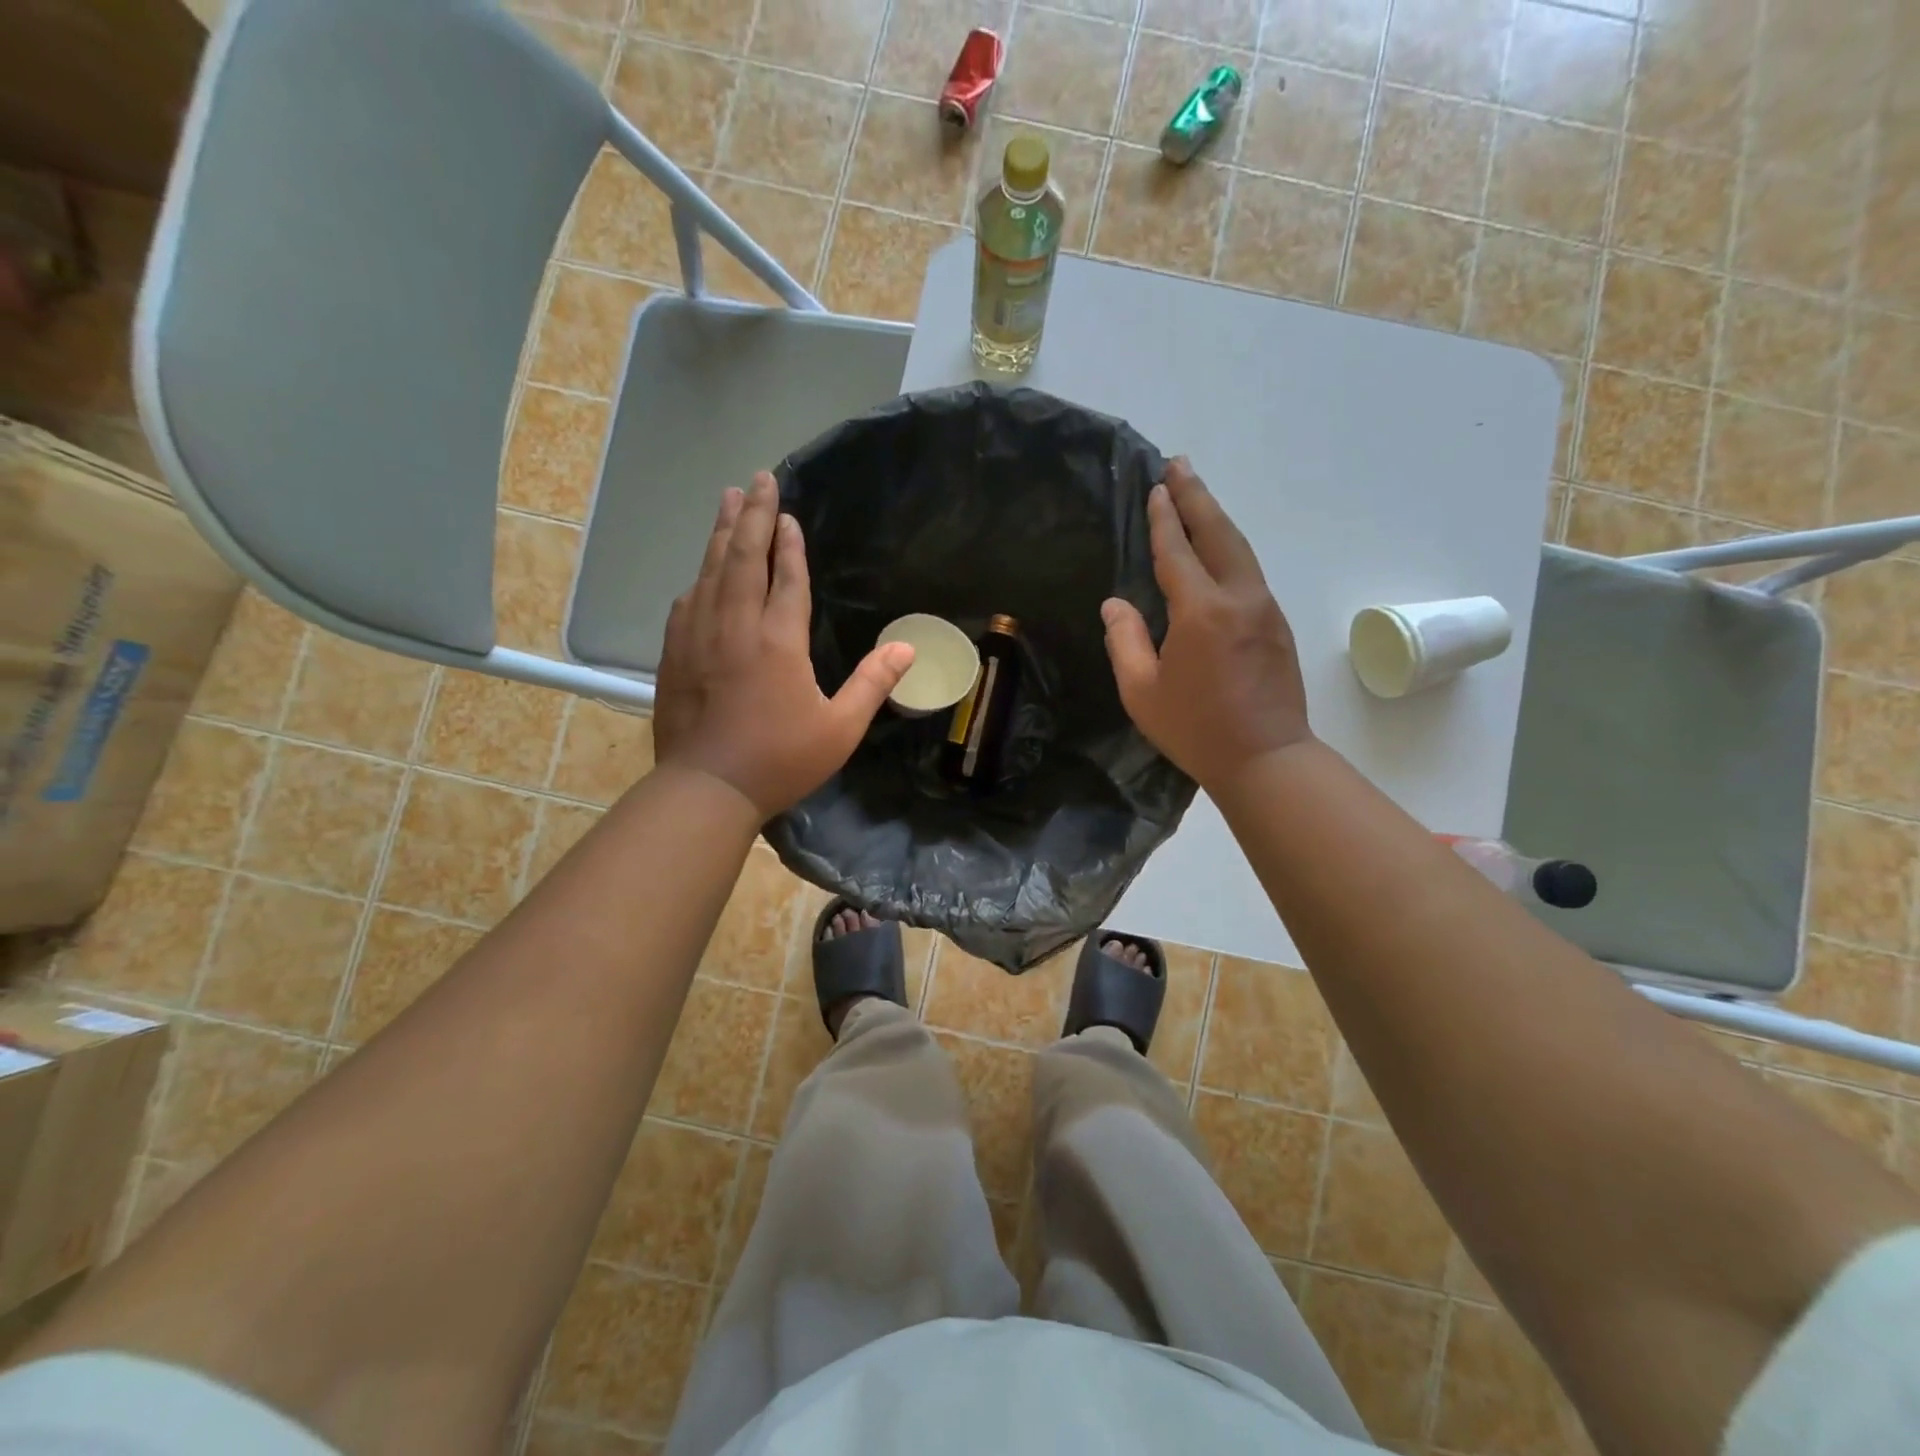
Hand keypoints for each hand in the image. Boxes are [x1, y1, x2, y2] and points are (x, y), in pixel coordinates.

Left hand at [653, 473, 913, 817]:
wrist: (706, 788)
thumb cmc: (780, 760)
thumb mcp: (840, 729)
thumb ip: (872, 684)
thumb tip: (907, 648)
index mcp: (778, 641)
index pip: (787, 578)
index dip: (790, 545)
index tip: (789, 514)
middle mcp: (735, 626)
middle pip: (743, 558)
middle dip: (752, 515)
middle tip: (757, 480)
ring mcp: (698, 636)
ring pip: (711, 571)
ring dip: (722, 533)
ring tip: (727, 500)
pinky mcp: (675, 653)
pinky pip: (687, 600)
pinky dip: (700, 576)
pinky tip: (703, 570)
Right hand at [1101, 459, 1311, 790]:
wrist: (1267, 759)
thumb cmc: (1196, 729)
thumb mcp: (1141, 691)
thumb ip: (1125, 640)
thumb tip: (1116, 603)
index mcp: (1201, 611)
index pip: (1177, 551)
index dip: (1163, 518)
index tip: (1155, 488)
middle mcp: (1238, 598)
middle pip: (1218, 533)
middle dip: (1197, 497)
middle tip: (1179, 465)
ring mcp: (1264, 608)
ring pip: (1239, 549)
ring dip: (1216, 518)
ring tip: (1196, 494)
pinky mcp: (1277, 624)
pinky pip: (1249, 571)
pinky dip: (1229, 547)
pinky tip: (1218, 548)